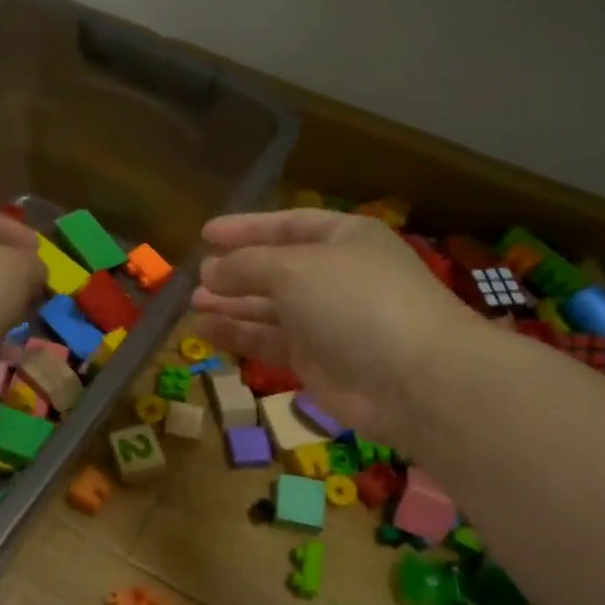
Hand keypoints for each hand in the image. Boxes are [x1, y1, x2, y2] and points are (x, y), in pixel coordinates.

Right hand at [191, 209, 484, 442]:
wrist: (411, 379)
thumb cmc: (355, 301)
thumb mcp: (294, 269)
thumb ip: (246, 265)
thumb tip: (210, 270)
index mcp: (342, 239)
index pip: (287, 225)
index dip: (246, 228)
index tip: (205, 233)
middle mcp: (334, 276)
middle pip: (275, 269)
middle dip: (235, 271)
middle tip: (195, 276)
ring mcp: (326, 321)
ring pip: (268, 308)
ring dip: (231, 304)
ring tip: (193, 303)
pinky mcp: (316, 361)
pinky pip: (269, 342)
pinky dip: (238, 336)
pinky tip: (205, 332)